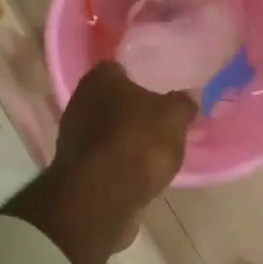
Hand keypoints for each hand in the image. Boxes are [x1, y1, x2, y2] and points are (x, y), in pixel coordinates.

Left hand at [3, 62, 195, 263]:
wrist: (101, 196)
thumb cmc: (137, 142)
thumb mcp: (173, 118)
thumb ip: (183, 104)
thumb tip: (190, 96)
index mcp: (100, 79)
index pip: (119, 67)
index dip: (138, 75)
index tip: (158, 86)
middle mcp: (79, 101)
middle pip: (111, 99)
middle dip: (132, 108)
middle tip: (159, 118)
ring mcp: (72, 136)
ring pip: (106, 129)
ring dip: (124, 136)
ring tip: (153, 147)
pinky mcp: (75, 168)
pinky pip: (103, 156)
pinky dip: (117, 160)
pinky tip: (137, 170)